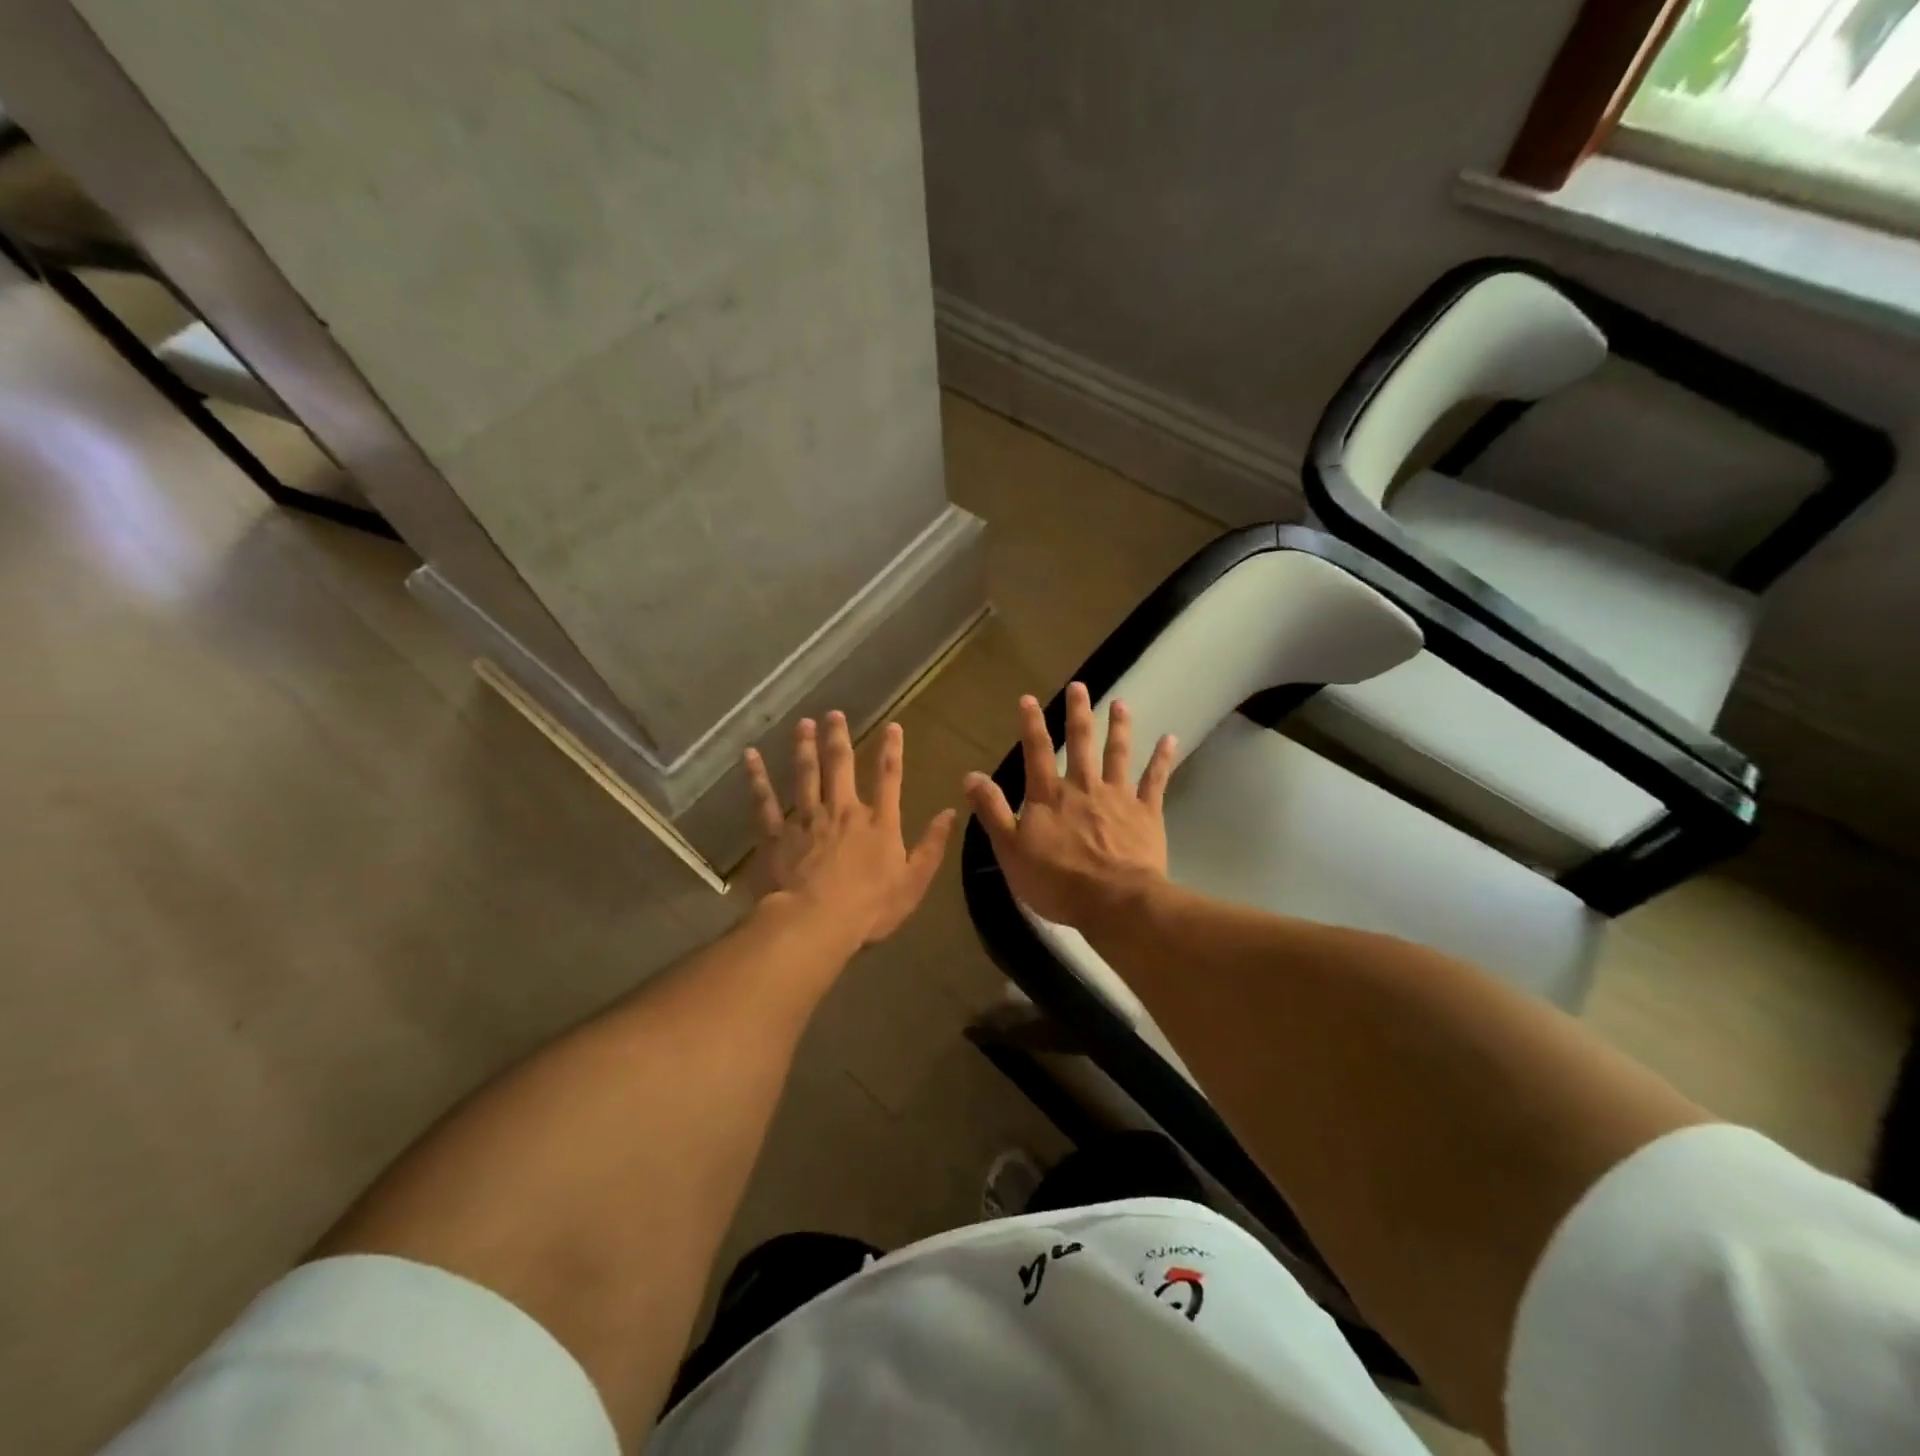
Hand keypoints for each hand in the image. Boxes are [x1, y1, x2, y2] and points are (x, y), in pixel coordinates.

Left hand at [744, 712, 955, 947]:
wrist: (815, 922)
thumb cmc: (870, 908)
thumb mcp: (913, 882)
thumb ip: (931, 846)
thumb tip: (950, 812)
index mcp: (878, 822)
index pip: (888, 777)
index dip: (892, 750)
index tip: (892, 726)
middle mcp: (843, 810)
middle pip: (841, 765)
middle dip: (838, 737)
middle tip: (834, 713)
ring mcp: (807, 819)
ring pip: (805, 774)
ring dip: (804, 747)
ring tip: (802, 724)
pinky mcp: (777, 833)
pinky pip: (765, 800)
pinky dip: (757, 777)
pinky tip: (750, 756)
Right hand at [964, 683, 1176, 928]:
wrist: (1114, 903)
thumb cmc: (1057, 881)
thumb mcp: (1011, 850)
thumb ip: (993, 811)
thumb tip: (970, 776)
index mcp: (1050, 796)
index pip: (1037, 752)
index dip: (1031, 724)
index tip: (1029, 698)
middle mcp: (1084, 787)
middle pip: (1081, 743)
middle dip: (1078, 713)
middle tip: (1080, 686)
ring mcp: (1118, 797)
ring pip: (1118, 754)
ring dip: (1119, 727)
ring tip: (1121, 703)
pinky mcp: (1146, 813)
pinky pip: (1155, 780)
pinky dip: (1162, 759)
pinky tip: (1170, 739)